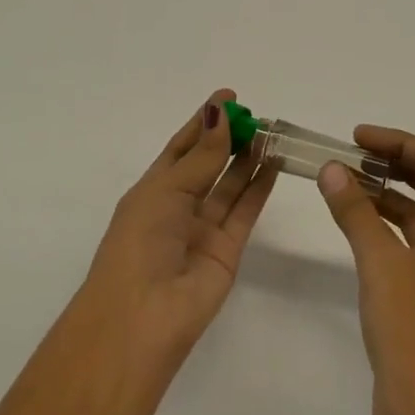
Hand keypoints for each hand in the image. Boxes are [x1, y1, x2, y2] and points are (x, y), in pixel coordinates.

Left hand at [82, 90, 277, 366]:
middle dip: (230, 138)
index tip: (229, 97)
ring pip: (230, 185)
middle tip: (257, 114)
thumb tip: (221, 113)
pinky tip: (275, 162)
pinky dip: (260, 186)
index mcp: (152, 191)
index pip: (181, 147)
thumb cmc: (139, 243)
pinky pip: (245, 210)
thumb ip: (201, 157)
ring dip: (249, 158)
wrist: (141, 317)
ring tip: (272, 132)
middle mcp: (177, 207)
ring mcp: (203, 229)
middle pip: (209, 164)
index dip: (203, 122)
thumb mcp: (166, 191)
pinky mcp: (228, 250)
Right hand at [317, 128, 414, 414]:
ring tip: (350, 183)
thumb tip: (332, 170)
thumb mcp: (379, 262)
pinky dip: (392, 230)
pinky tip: (361, 226)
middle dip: (396, 165)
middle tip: (354, 152)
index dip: (400, 143)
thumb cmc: (413, 330)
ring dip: (391, 197)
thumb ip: (355, 210)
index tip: (359, 137)